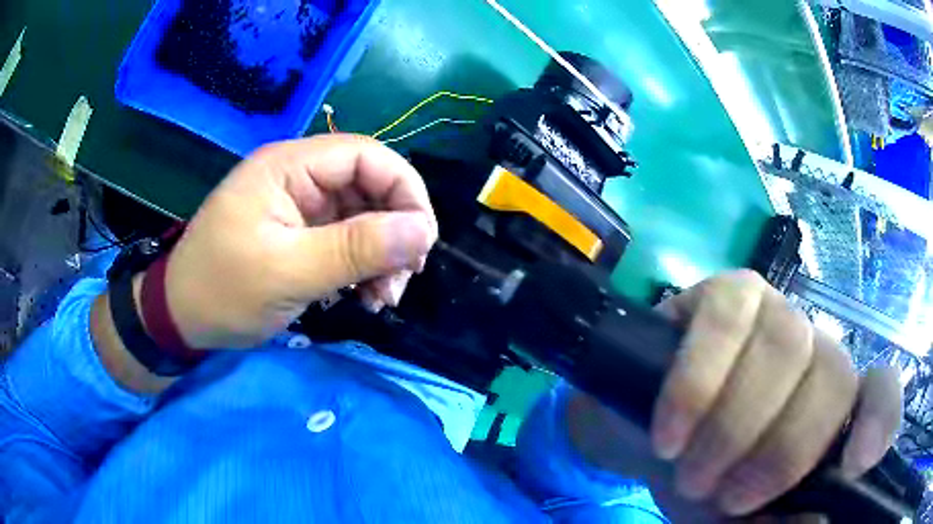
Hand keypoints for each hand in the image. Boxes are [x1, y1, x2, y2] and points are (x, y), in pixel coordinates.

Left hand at [162, 134, 437, 348]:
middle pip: (369, 187)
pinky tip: (366, 297)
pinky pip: (347, 241)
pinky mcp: (299, 235)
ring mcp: (299, 208)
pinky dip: (364, 268)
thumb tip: (423, 231)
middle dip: (395, 232)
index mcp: (289, 167)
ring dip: (383, 256)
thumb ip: (355, 249)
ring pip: (364, 218)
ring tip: (382, 299)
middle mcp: (298, 178)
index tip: (423, 241)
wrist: (181, 318)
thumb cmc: (223, 290)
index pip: (366, 156)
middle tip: (403, 280)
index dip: (405, 190)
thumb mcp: (287, 272)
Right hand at [568, 270, 901, 519]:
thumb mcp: (729, 520)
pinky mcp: (724, 294)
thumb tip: (814, 521)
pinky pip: (725, 322)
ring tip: (691, 474)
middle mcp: (814, 352)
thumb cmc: (696, 480)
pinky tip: (671, 432)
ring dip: (734, 426)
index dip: (879, 419)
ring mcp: (773, 313)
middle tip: (726, 497)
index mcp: (827, 409)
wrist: (637, 434)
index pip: (879, 392)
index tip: (856, 464)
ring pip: (784, 346)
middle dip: (783, 450)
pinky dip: (697, 385)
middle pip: (832, 375)